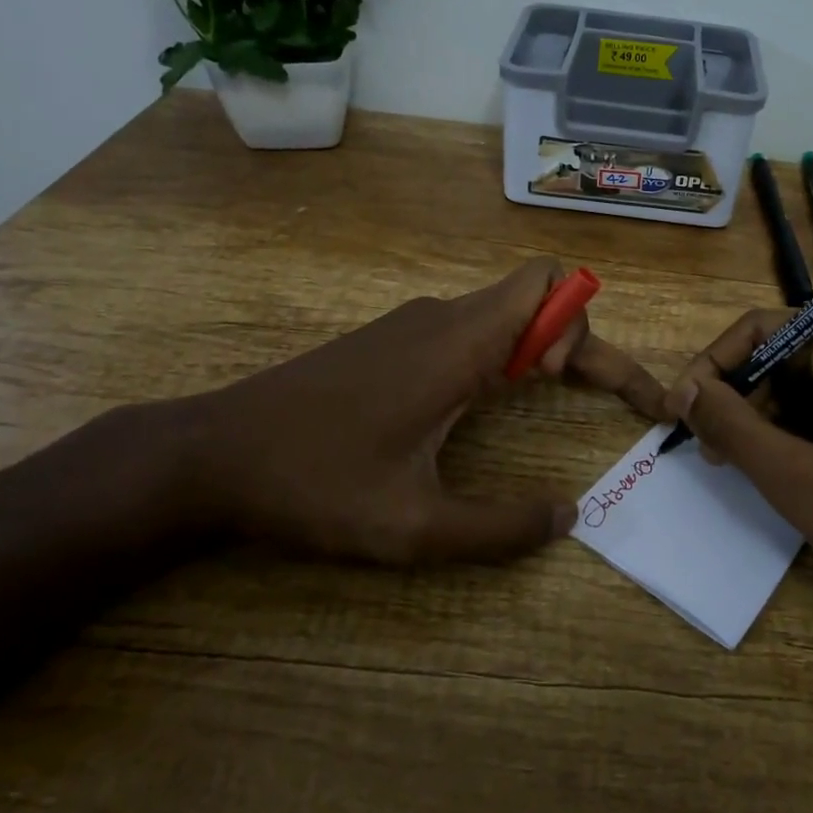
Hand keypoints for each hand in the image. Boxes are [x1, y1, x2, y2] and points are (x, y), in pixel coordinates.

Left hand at [182, 259, 665, 562]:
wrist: (213, 455)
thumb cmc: (315, 486)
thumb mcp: (413, 527)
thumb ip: (499, 527)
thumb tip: (568, 517)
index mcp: (458, 344)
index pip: (550, 285)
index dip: (589, 328)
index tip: (593, 389)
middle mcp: (443, 319)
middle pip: (539, 296)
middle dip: (582, 340)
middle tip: (599, 400)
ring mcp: (414, 325)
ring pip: (506, 311)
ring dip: (544, 347)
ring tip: (547, 402)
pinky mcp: (394, 340)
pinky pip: (473, 328)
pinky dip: (506, 352)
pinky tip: (486, 403)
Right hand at [666, 313, 812, 643]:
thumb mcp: (800, 482)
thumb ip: (733, 427)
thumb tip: (682, 391)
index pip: (764, 328)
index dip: (714, 366)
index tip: (680, 414)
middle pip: (787, 355)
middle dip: (742, 398)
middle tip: (710, 452)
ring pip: (811, 388)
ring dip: (769, 422)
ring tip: (743, 469)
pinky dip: (803, 437)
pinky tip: (789, 477)